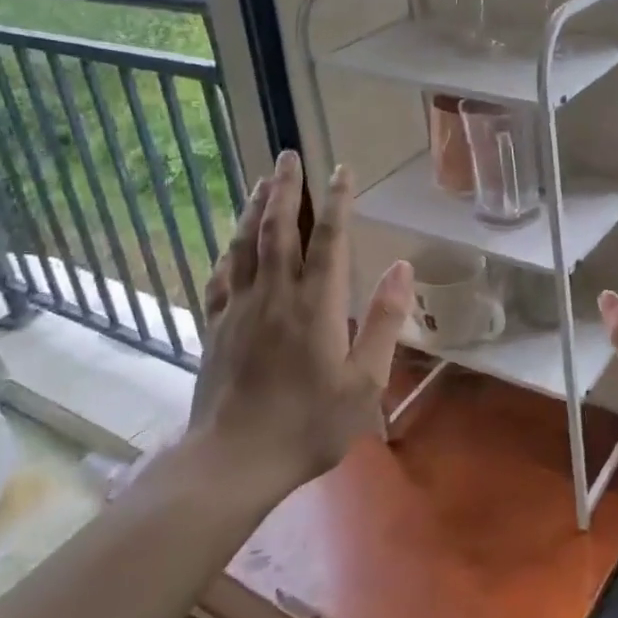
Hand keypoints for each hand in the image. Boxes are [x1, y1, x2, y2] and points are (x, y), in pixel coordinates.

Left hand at [189, 150, 412, 498]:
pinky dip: (229, 250)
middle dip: (285, 188)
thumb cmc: (309, 424)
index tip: (341, 171)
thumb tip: (402, 267)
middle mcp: (274, 294)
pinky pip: (221, 276)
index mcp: (315, 305)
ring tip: (261, 180)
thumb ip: (384, 321)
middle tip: (288, 155)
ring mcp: (239, 308)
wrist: (234, 461)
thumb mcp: (365, 381)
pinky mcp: (215, 327)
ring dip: (254, 207)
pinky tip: (231, 241)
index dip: (336, 201)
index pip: (327, 239)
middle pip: (278, 228)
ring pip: (245, 244)